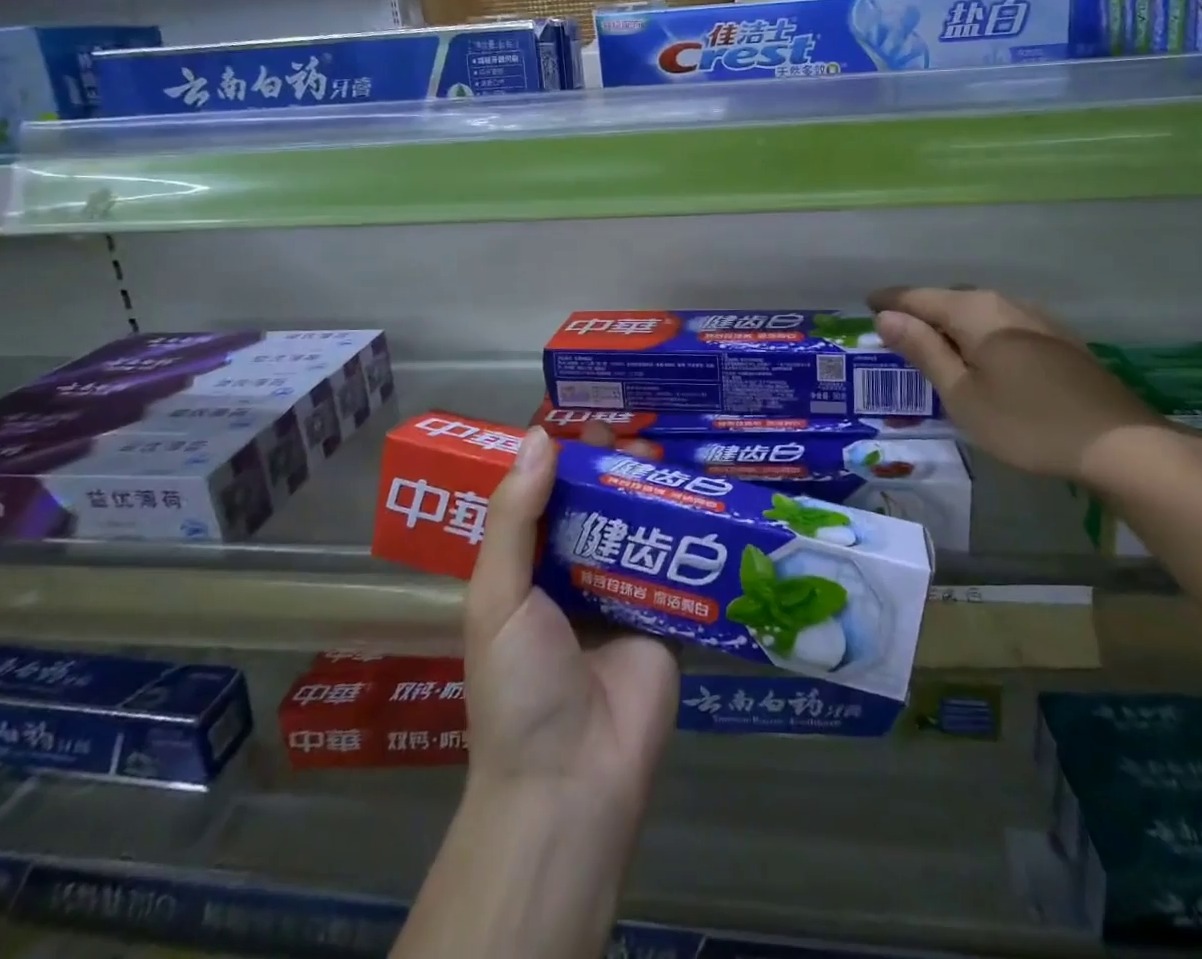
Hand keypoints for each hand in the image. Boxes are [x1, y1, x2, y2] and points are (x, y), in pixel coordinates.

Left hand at [464, 428, 678, 828]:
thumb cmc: (518, 685)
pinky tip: (704, 496)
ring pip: (640, 528)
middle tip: (635, 435)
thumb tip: (538, 436)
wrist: (572, 780)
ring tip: (666, 456)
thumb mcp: (497, 596)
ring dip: (652, 492)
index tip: (587, 420)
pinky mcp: (667, 617)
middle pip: (598, 507)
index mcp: (528, 571)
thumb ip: (515, 517)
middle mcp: (574, 576)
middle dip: (614, 469)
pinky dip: (689, 532)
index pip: (546, 499)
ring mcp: (622, 596)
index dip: (564, 460)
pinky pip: (678, 565)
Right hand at [867, 286, 1166, 484]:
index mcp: (974, 311)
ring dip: (950, 324)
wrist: (1118, 444)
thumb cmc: (1026, 423)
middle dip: (920, 311)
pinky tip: (980, 357)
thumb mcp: (962, 394)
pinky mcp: (1057, 339)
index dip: (889, 301)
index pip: (918, 297)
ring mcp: (1036, 318)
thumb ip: (923, 351)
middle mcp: (1004, 303)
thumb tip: (886, 317)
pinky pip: (1001, 324)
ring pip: (978, 311)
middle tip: (894, 333)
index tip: (866, 306)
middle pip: (949, 299)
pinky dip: (978, 334)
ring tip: (932, 346)